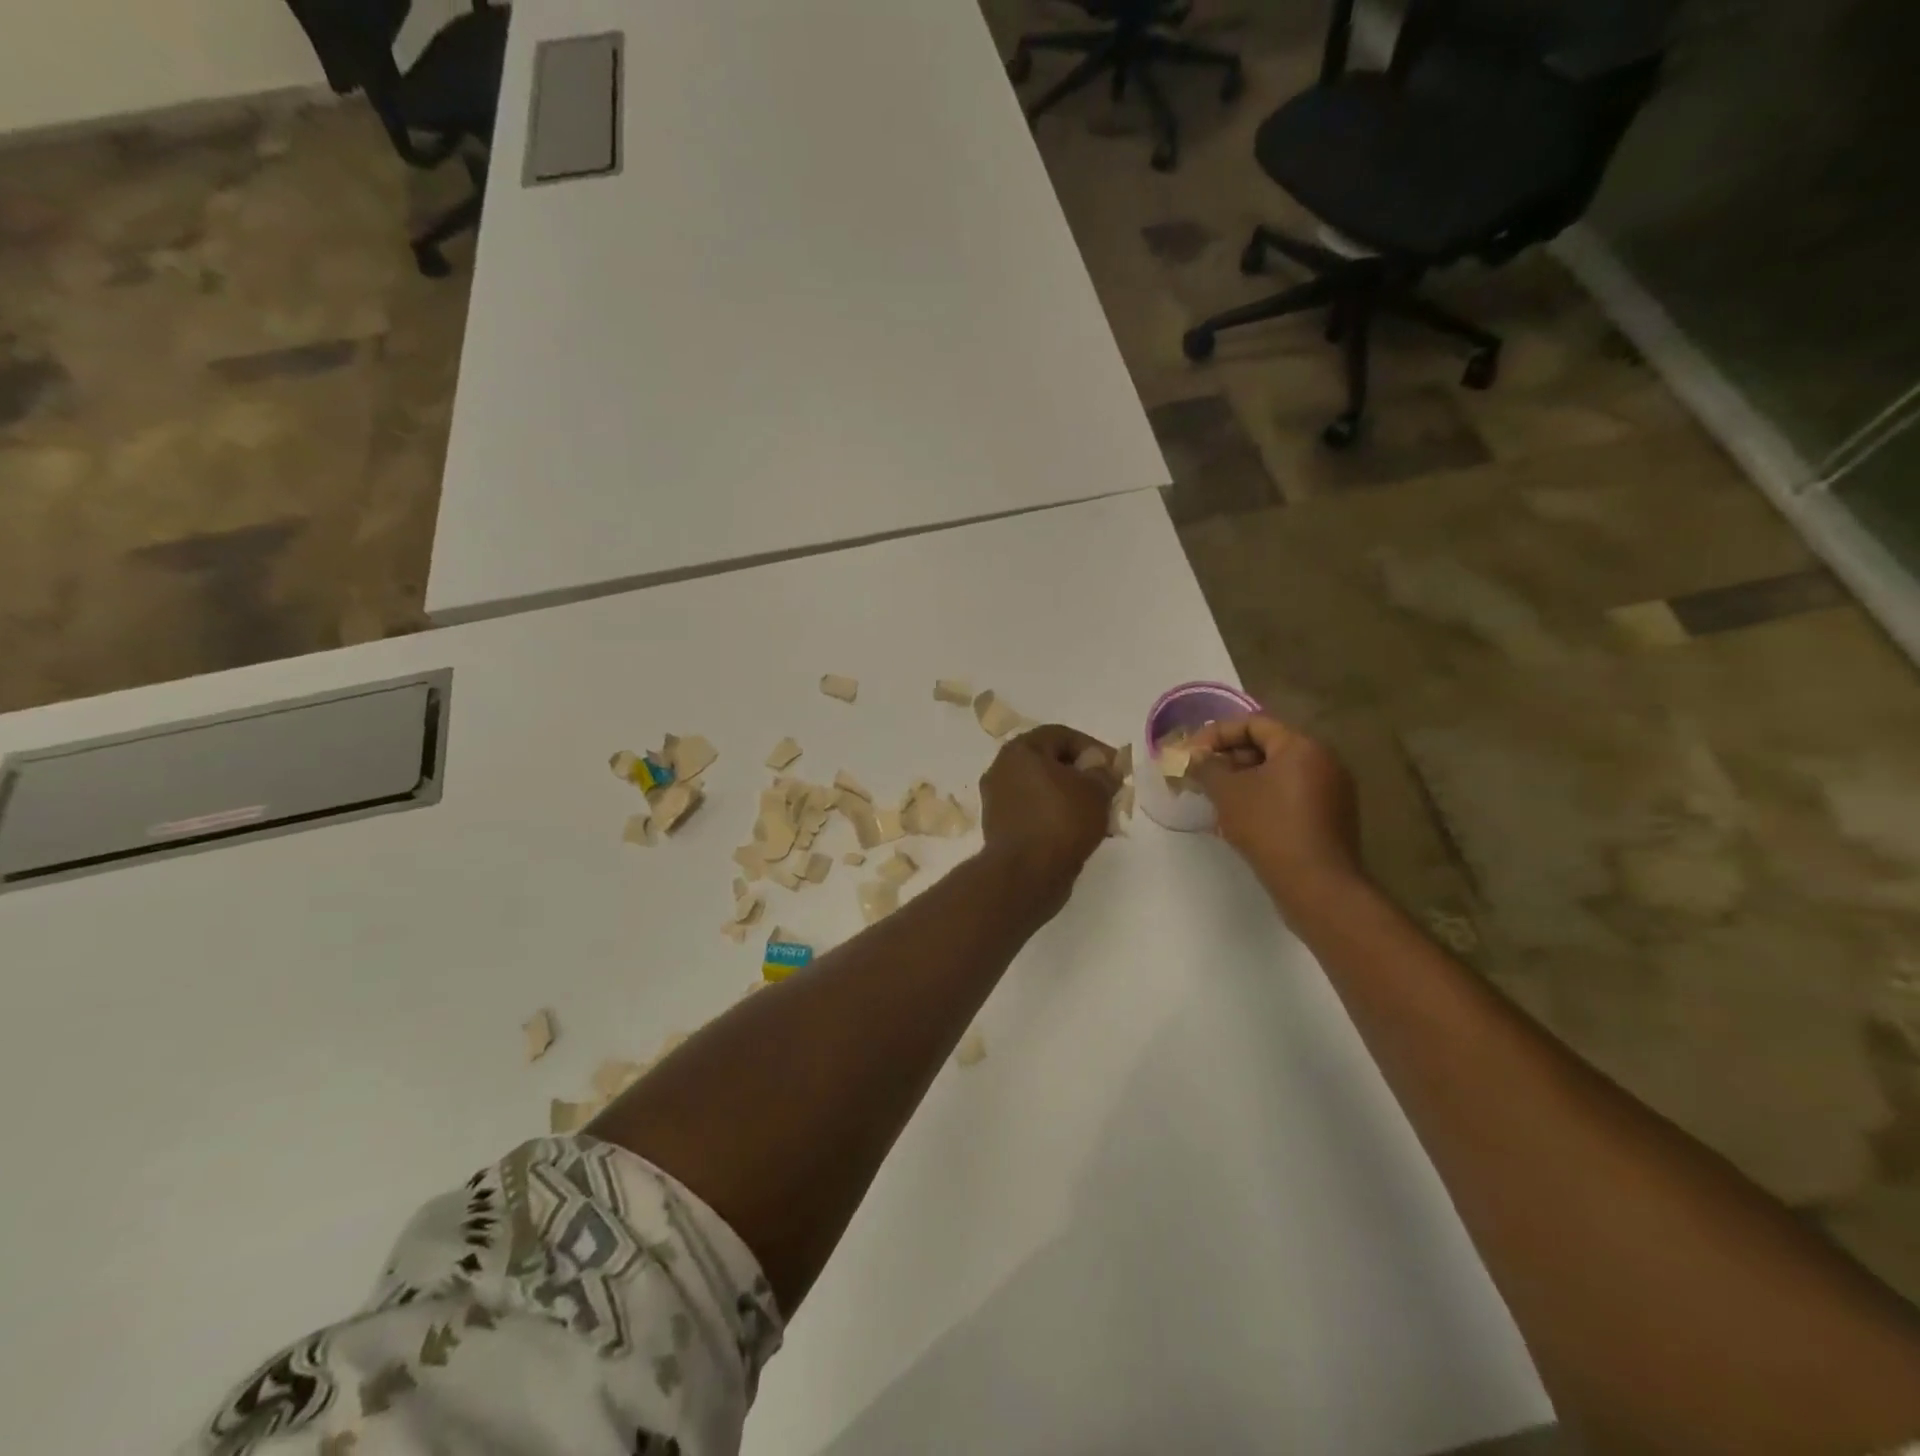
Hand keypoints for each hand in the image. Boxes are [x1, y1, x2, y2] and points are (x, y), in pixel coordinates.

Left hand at [979, 724, 1119, 915]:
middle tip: (1108, 790)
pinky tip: (1079, 832)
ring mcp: (998, 800)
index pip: (1061, 735)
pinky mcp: (1000, 827)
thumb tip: (1102, 767)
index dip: (1093, 747)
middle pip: (1049, 762)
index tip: (1114, 767)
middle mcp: (1002, 769)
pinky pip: (1034, 812)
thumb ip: (1104, 771)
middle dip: (1082, 775)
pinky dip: (1055, 816)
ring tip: (1098, 815)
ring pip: (1042, 789)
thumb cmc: (1061, 821)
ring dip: (1070, 798)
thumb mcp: (1096, 790)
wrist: (1026, 874)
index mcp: (1020, 750)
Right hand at [1189, 715, 1361, 912]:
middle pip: (1267, 747)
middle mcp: (1323, 761)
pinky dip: (1263, 798)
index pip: (1253, 723)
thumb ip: (1205, 767)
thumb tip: (1192, 757)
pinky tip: (1240, 818)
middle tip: (1200, 775)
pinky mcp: (1331, 818)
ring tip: (1215, 797)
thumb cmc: (1269, 827)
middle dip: (1228, 758)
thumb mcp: (1227, 792)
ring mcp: (1332, 791)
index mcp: (1302, 746)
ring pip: (1277, 773)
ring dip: (1243, 780)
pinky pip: (1290, 795)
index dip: (1216, 734)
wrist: (1316, 885)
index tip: (1191, 753)